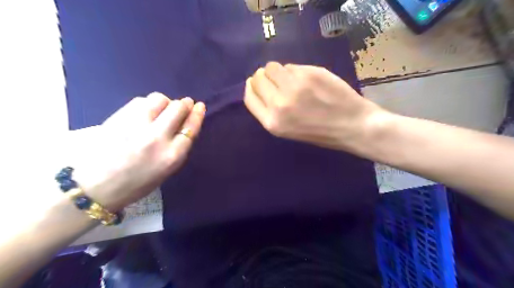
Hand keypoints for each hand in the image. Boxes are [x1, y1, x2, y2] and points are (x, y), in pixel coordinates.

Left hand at [76, 92, 205, 211]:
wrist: (96, 186)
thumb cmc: (138, 183)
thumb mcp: (167, 170)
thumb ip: (178, 147)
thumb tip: (185, 124)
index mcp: (172, 156)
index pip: (190, 127)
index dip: (197, 114)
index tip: (199, 106)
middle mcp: (157, 138)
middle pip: (177, 109)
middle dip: (183, 104)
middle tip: (183, 105)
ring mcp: (136, 125)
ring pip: (159, 99)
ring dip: (165, 102)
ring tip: (162, 110)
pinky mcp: (119, 118)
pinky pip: (141, 101)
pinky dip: (148, 103)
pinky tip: (145, 112)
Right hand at [244, 62, 385, 151]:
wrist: (352, 126)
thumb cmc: (319, 133)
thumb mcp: (288, 130)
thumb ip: (270, 110)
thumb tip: (261, 85)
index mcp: (272, 122)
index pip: (250, 97)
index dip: (252, 86)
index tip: (257, 83)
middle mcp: (279, 104)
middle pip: (259, 78)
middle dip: (265, 77)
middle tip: (277, 81)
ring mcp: (294, 86)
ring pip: (273, 67)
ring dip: (279, 71)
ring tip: (292, 80)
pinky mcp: (309, 73)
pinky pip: (292, 66)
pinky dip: (295, 71)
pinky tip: (307, 79)